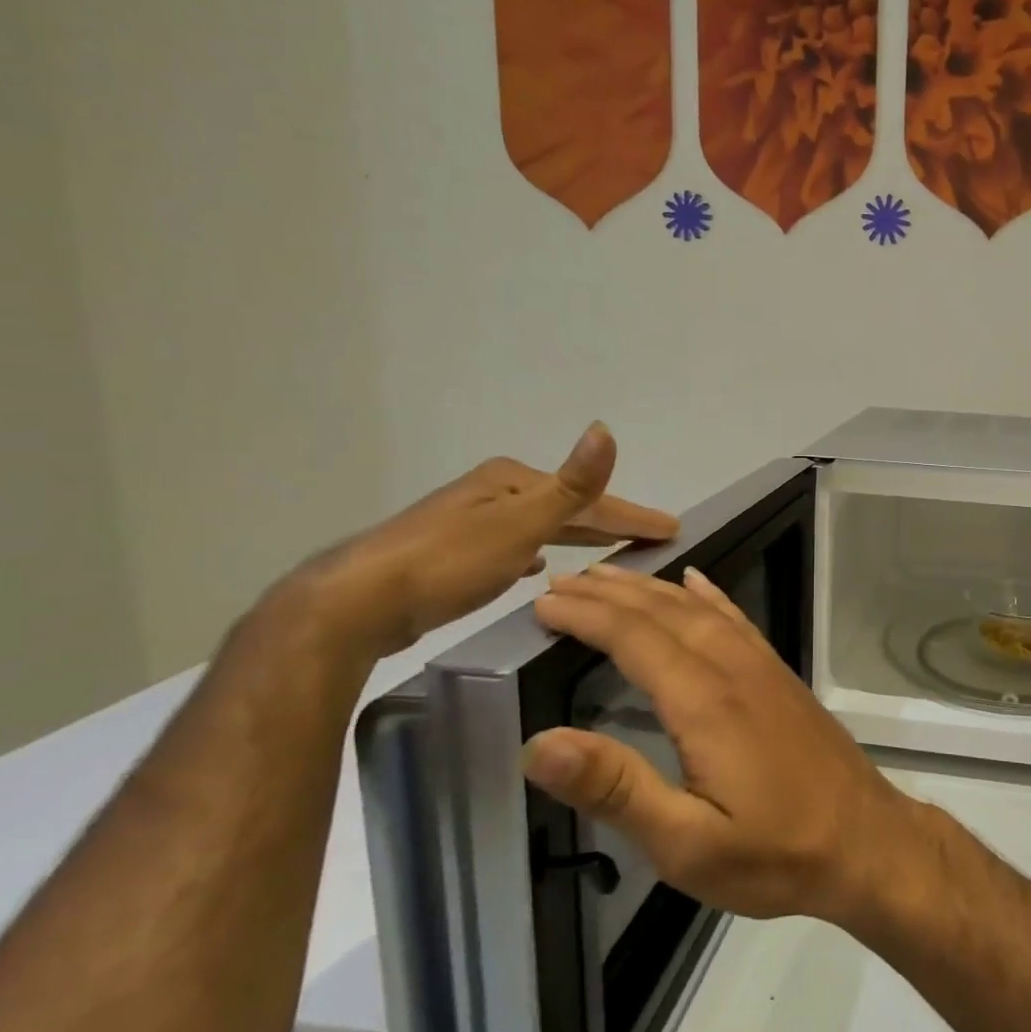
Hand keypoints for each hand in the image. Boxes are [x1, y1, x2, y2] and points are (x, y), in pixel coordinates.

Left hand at [289, 423, 677, 659]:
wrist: (357, 603)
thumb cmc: (449, 561)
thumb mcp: (520, 522)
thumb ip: (571, 484)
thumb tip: (604, 428)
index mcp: (512, 481)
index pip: (589, 498)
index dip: (633, 514)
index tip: (672, 528)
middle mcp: (493, 493)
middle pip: (566, 507)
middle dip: (608, 522)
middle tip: (650, 537)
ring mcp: (471, 522)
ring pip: (541, 526)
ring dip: (576, 534)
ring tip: (607, 548)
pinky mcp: (453, 554)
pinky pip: (516, 546)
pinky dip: (539, 550)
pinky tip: (540, 566)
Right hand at [524, 566, 921, 924]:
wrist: (865, 840)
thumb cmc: (774, 852)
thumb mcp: (686, 844)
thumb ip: (616, 789)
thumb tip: (540, 742)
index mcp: (705, 701)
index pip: (634, 638)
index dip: (586, 616)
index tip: (543, 603)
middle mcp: (733, 668)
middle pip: (664, 612)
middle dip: (610, 593)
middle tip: (563, 580)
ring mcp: (763, 667)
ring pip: (700, 609)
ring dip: (652, 588)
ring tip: (612, 575)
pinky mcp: (780, 676)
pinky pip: (736, 619)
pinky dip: (709, 596)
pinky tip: (696, 584)